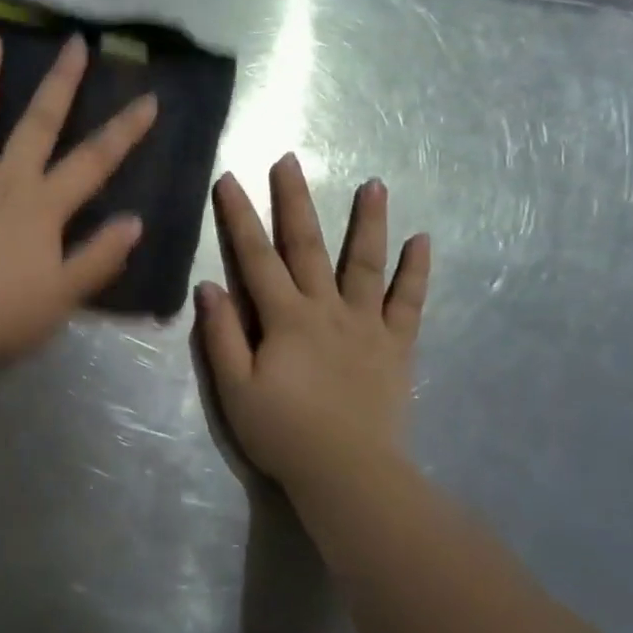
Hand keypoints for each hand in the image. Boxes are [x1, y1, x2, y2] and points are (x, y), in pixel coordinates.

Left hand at [0, 26, 157, 363]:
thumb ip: (100, 256)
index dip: (124, 131)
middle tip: (74, 43)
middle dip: (61, 83)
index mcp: (44, 206)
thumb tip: (135, 222)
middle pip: (39, 123)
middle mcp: (7, 180)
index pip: (94, 162)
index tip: (148, 99)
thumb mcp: (65, 294)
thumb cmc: (6, 314)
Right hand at [196, 155, 430, 491]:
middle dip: (294, 201)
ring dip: (368, 221)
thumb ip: (222, 335)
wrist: (348, 473)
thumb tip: (209, 286)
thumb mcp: (235, 388)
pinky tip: (422, 241)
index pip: (255, 257)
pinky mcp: (396, 346)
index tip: (230, 179)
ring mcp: (367, 324)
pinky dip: (416, 272)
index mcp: (285, 318)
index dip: (239, 217)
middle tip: (290, 160)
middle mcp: (327, 309)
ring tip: (374, 184)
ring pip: (365, 263)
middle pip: (307, 246)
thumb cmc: (282, 432)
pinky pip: (409, 302)